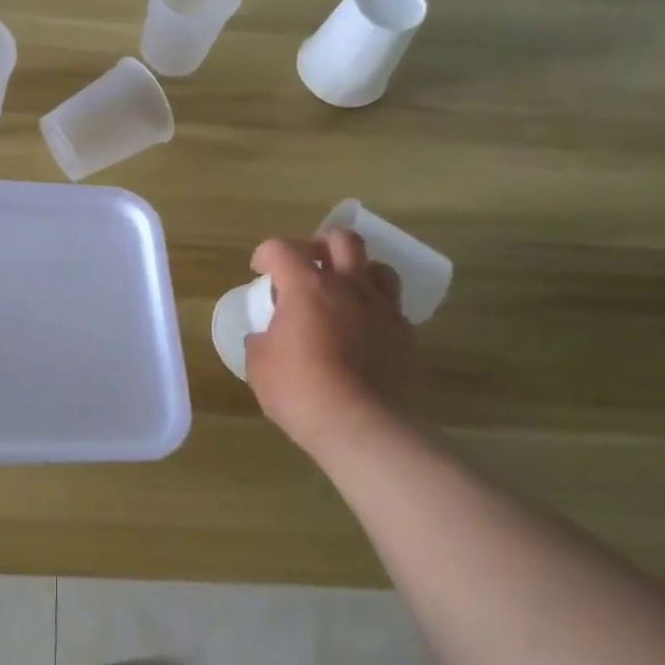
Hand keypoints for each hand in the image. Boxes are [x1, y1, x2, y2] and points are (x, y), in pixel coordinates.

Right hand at [245, 229, 416, 456]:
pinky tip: (363, 328)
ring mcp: (382, 308)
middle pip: (342, 240)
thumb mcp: (259, 365)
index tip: (259, 271)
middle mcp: (348, 286)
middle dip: (320, 245)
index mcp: (306, 287)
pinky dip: (375, 308)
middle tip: (308, 265)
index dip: (266, 255)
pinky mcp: (405, 333)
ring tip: (344, 290)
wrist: (360, 425)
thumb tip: (266, 337)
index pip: (282, 249)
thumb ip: (261, 340)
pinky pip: (392, 306)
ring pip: (378, 267)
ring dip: (357, 271)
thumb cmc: (299, 390)